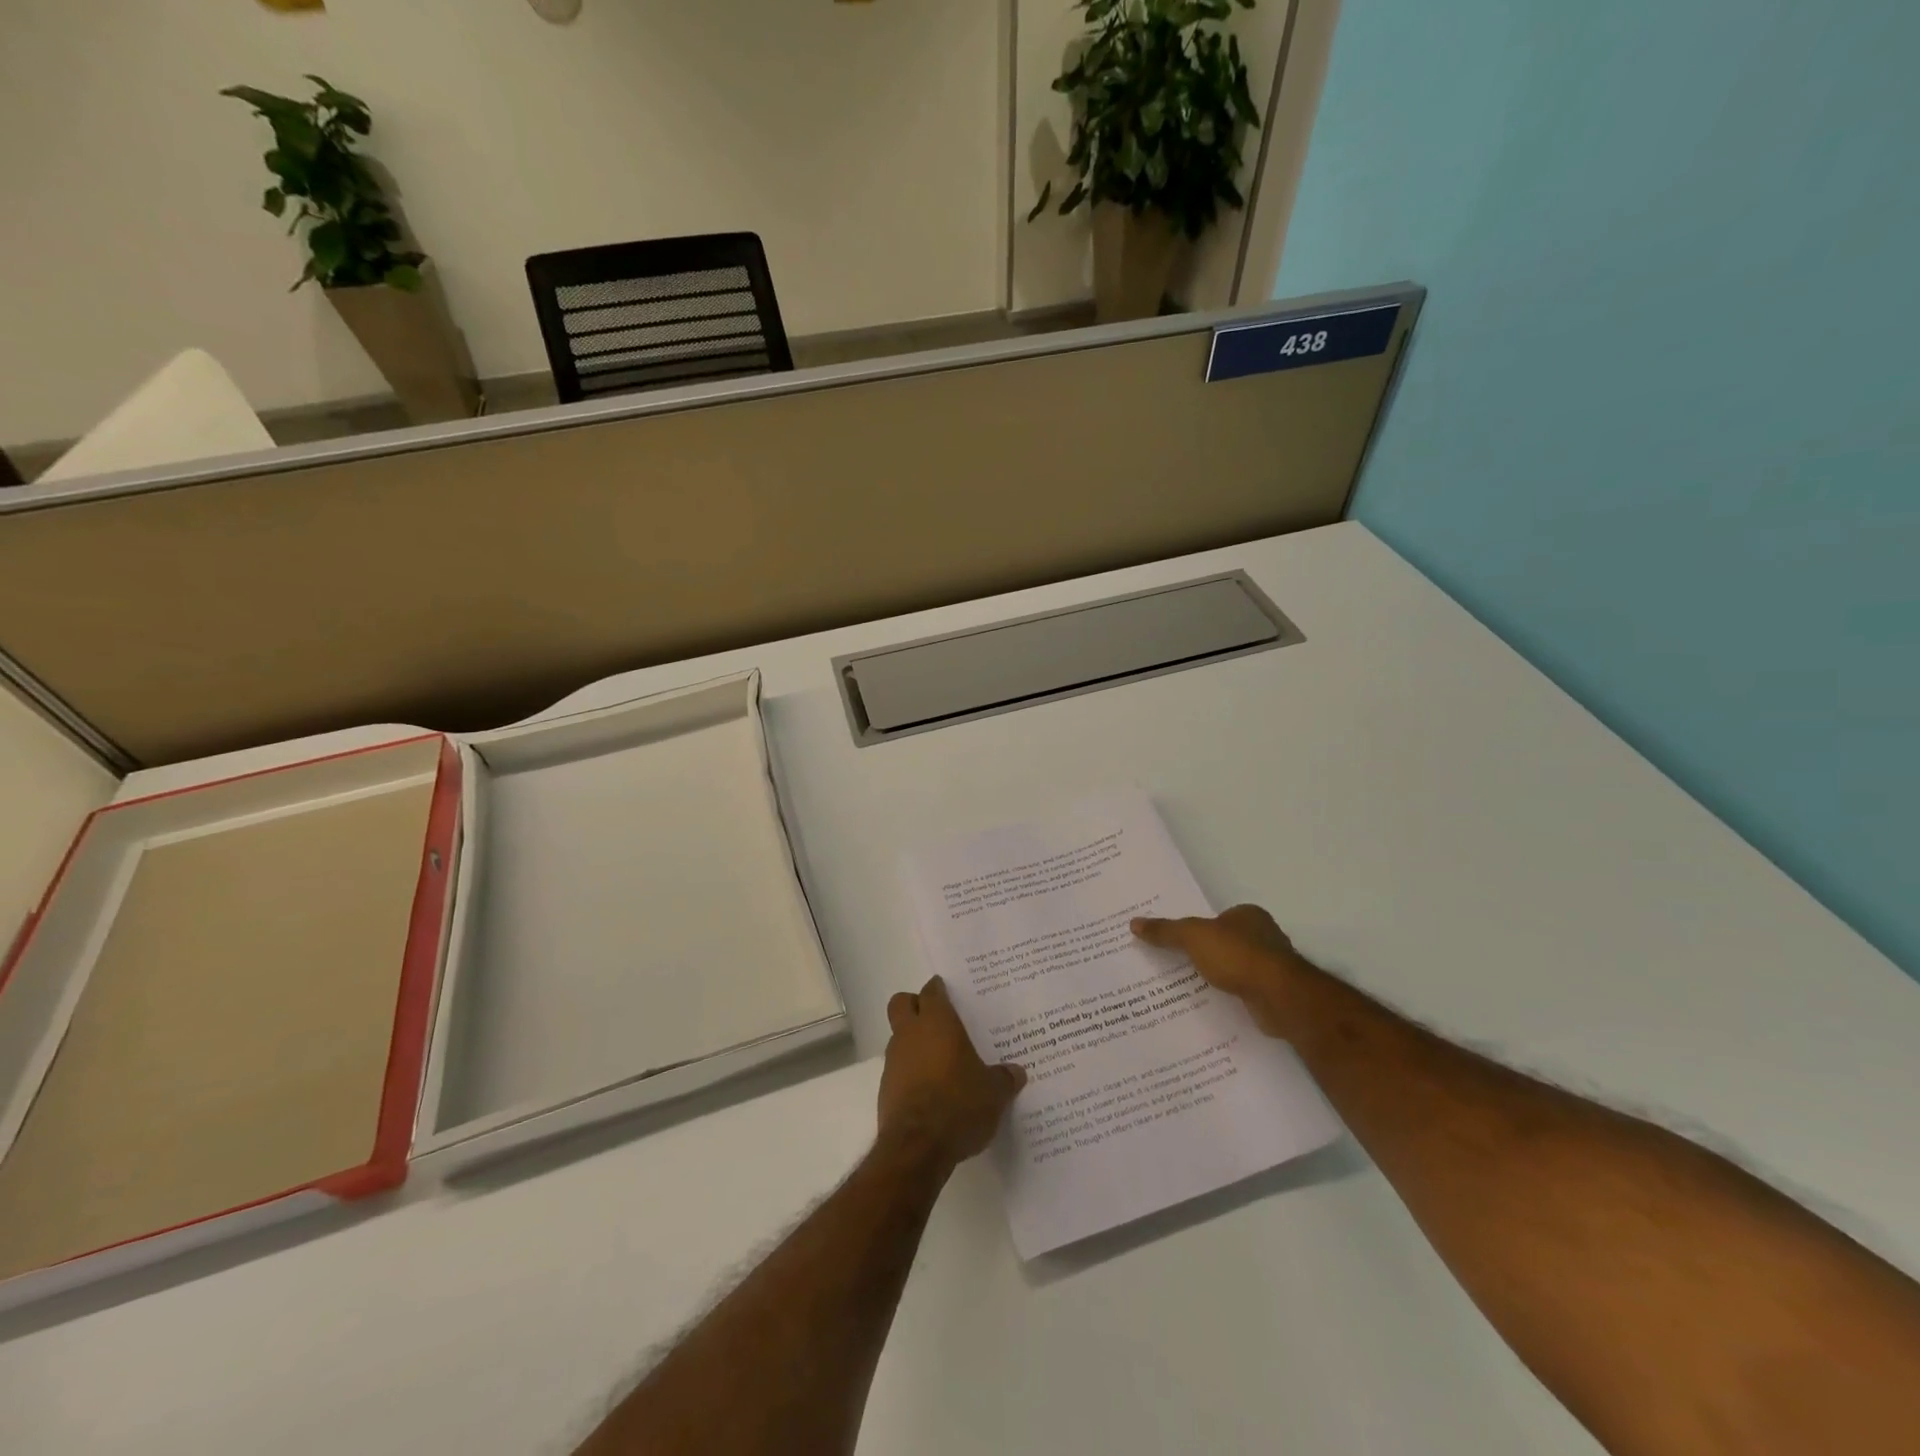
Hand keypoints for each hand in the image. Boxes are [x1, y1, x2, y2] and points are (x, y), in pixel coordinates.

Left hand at [878, 976, 1025, 1170]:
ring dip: (914, 1043)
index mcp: (937, 1023)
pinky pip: (898, 1069)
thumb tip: (1017, 1072)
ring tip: (941, 1062)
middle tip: (938, 1020)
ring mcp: (894, 1061)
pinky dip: (910, 1073)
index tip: (951, 994)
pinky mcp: (886, 1089)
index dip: (940, 990)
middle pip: (902, 1004)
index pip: (932, 991)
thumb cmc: (959, 1104)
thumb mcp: (994, 1093)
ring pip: (899, 1037)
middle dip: (915, 1006)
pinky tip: (931, 1092)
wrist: (918, 1147)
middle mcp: (910, 1034)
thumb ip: (1004, 1078)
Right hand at [1131, 904, 1308, 1037]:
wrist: (1278, 996)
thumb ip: (1165, 931)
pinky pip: (1243, 990)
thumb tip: (1134, 923)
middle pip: (1225, 943)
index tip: (1175, 942)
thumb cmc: (1237, 955)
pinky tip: (1211, 1004)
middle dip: (1205, 954)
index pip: (1216, 918)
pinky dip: (1229, 996)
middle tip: (1174, 964)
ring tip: (1187, 987)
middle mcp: (1264, 936)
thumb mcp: (1192, 937)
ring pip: (1235, 968)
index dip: (1196, 929)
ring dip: (1217, 977)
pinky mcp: (1274, 993)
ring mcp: (1271, 966)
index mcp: (1248, 915)